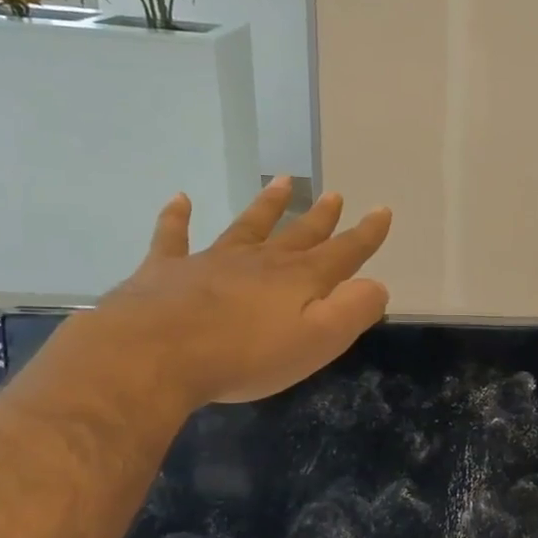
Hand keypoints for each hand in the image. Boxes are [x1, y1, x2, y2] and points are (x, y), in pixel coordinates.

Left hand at [78, 180, 391, 410]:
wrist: (154, 354)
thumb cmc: (246, 355)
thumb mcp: (318, 340)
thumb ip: (353, 310)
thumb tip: (376, 286)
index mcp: (300, 279)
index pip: (343, 252)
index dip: (366, 234)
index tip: (382, 211)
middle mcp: (261, 261)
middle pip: (298, 234)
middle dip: (321, 217)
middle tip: (335, 195)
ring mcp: (213, 260)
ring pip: (248, 225)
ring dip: (268, 204)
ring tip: (283, 182)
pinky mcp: (168, 270)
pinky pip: (174, 235)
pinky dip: (177, 216)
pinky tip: (180, 198)